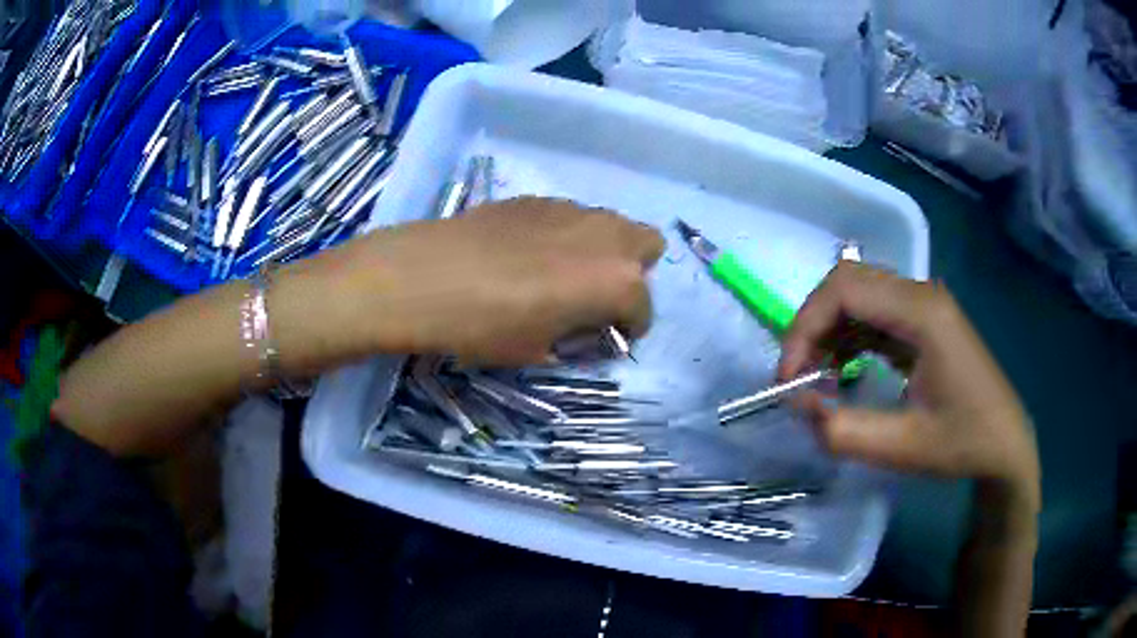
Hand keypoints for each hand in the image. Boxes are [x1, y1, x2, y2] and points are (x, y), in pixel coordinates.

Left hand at [272, 197, 664, 371]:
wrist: (422, 276)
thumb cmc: (483, 326)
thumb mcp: (537, 351)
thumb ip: (575, 339)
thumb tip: (584, 331)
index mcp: (617, 281)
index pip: (643, 309)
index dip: (628, 329)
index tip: (605, 339)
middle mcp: (606, 236)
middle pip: (647, 246)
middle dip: (632, 273)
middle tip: (595, 297)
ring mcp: (571, 210)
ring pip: (610, 224)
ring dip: (602, 251)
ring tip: (562, 275)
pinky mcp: (537, 198)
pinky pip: (571, 216)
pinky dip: (566, 235)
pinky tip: (528, 254)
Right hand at [779, 262, 1039, 508]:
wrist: (1005, 443)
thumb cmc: (963, 443)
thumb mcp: (903, 448)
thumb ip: (844, 431)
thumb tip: (798, 405)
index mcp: (922, 313)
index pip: (845, 290)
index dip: (805, 327)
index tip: (789, 378)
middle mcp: (920, 294)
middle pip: (846, 283)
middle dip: (811, 326)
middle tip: (797, 377)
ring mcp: (923, 304)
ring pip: (857, 294)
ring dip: (827, 331)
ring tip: (817, 378)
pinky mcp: (922, 320)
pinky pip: (872, 312)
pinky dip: (847, 337)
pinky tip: (843, 371)